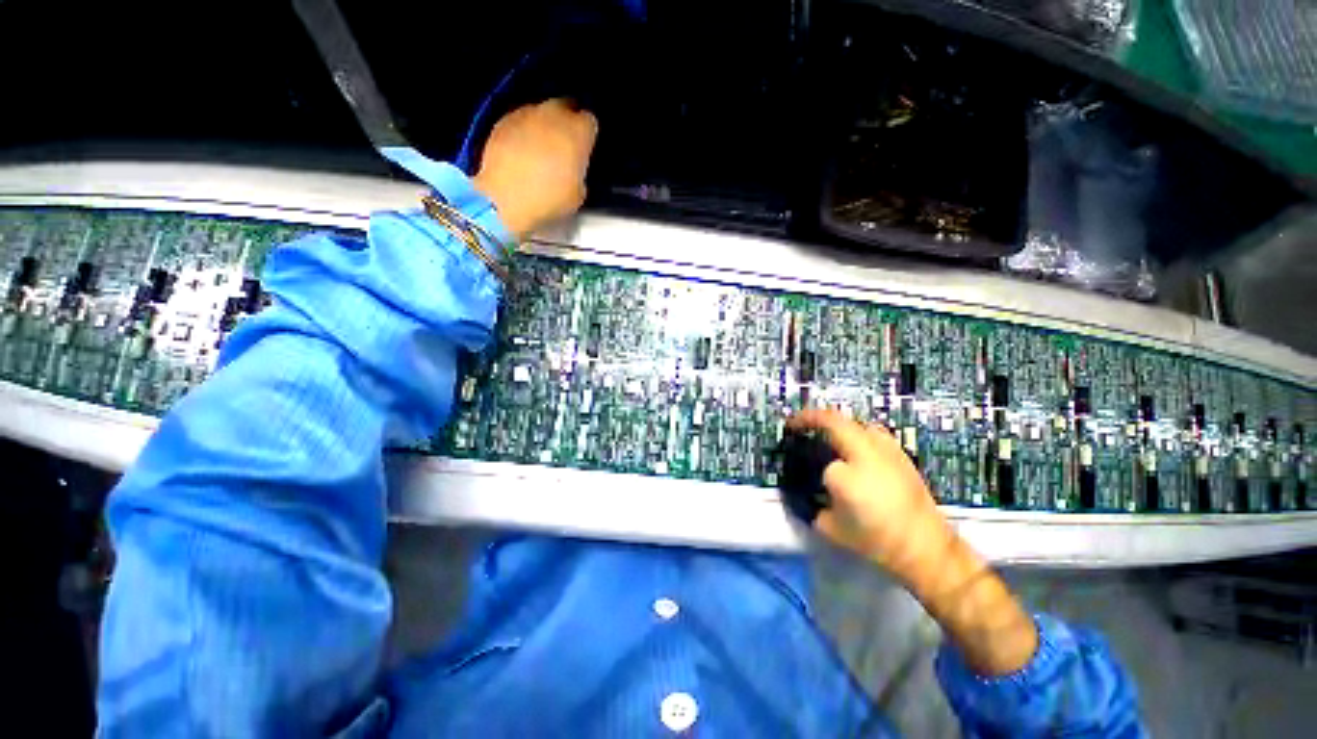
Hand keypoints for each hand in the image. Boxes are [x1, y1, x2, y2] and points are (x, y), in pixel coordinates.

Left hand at [472, 99, 597, 240]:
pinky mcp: (503, 121)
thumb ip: (579, 173)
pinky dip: (523, 131)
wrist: (506, 198)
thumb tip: (573, 170)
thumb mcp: (578, 194)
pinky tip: (522, 151)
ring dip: (544, 125)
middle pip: (565, 106)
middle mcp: (554, 115)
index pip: (590, 122)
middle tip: (565, 143)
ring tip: (541, 147)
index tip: (585, 148)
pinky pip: (519, 121)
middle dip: (566, 120)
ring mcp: (526, 114)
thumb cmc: (550, 199)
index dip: (588, 135)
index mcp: (578, 132)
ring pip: (541, 111)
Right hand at [788, 409, 1037, 675]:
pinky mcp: (901, 455)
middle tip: (799, 425)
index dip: (810, 466)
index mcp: (846, 472)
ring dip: (837, 425)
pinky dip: (856, 434)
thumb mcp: (831, 528)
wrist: (926, 547)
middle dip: (812, 419)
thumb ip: (812, 506)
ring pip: (855, 424)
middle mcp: (867, 452)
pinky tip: (856, 450)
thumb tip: (806, 493)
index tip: (797, 456)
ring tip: (828, 435)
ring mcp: (888, 450)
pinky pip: (872, 434)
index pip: (820, 460)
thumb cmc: (876, 539)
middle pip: (835, 420)